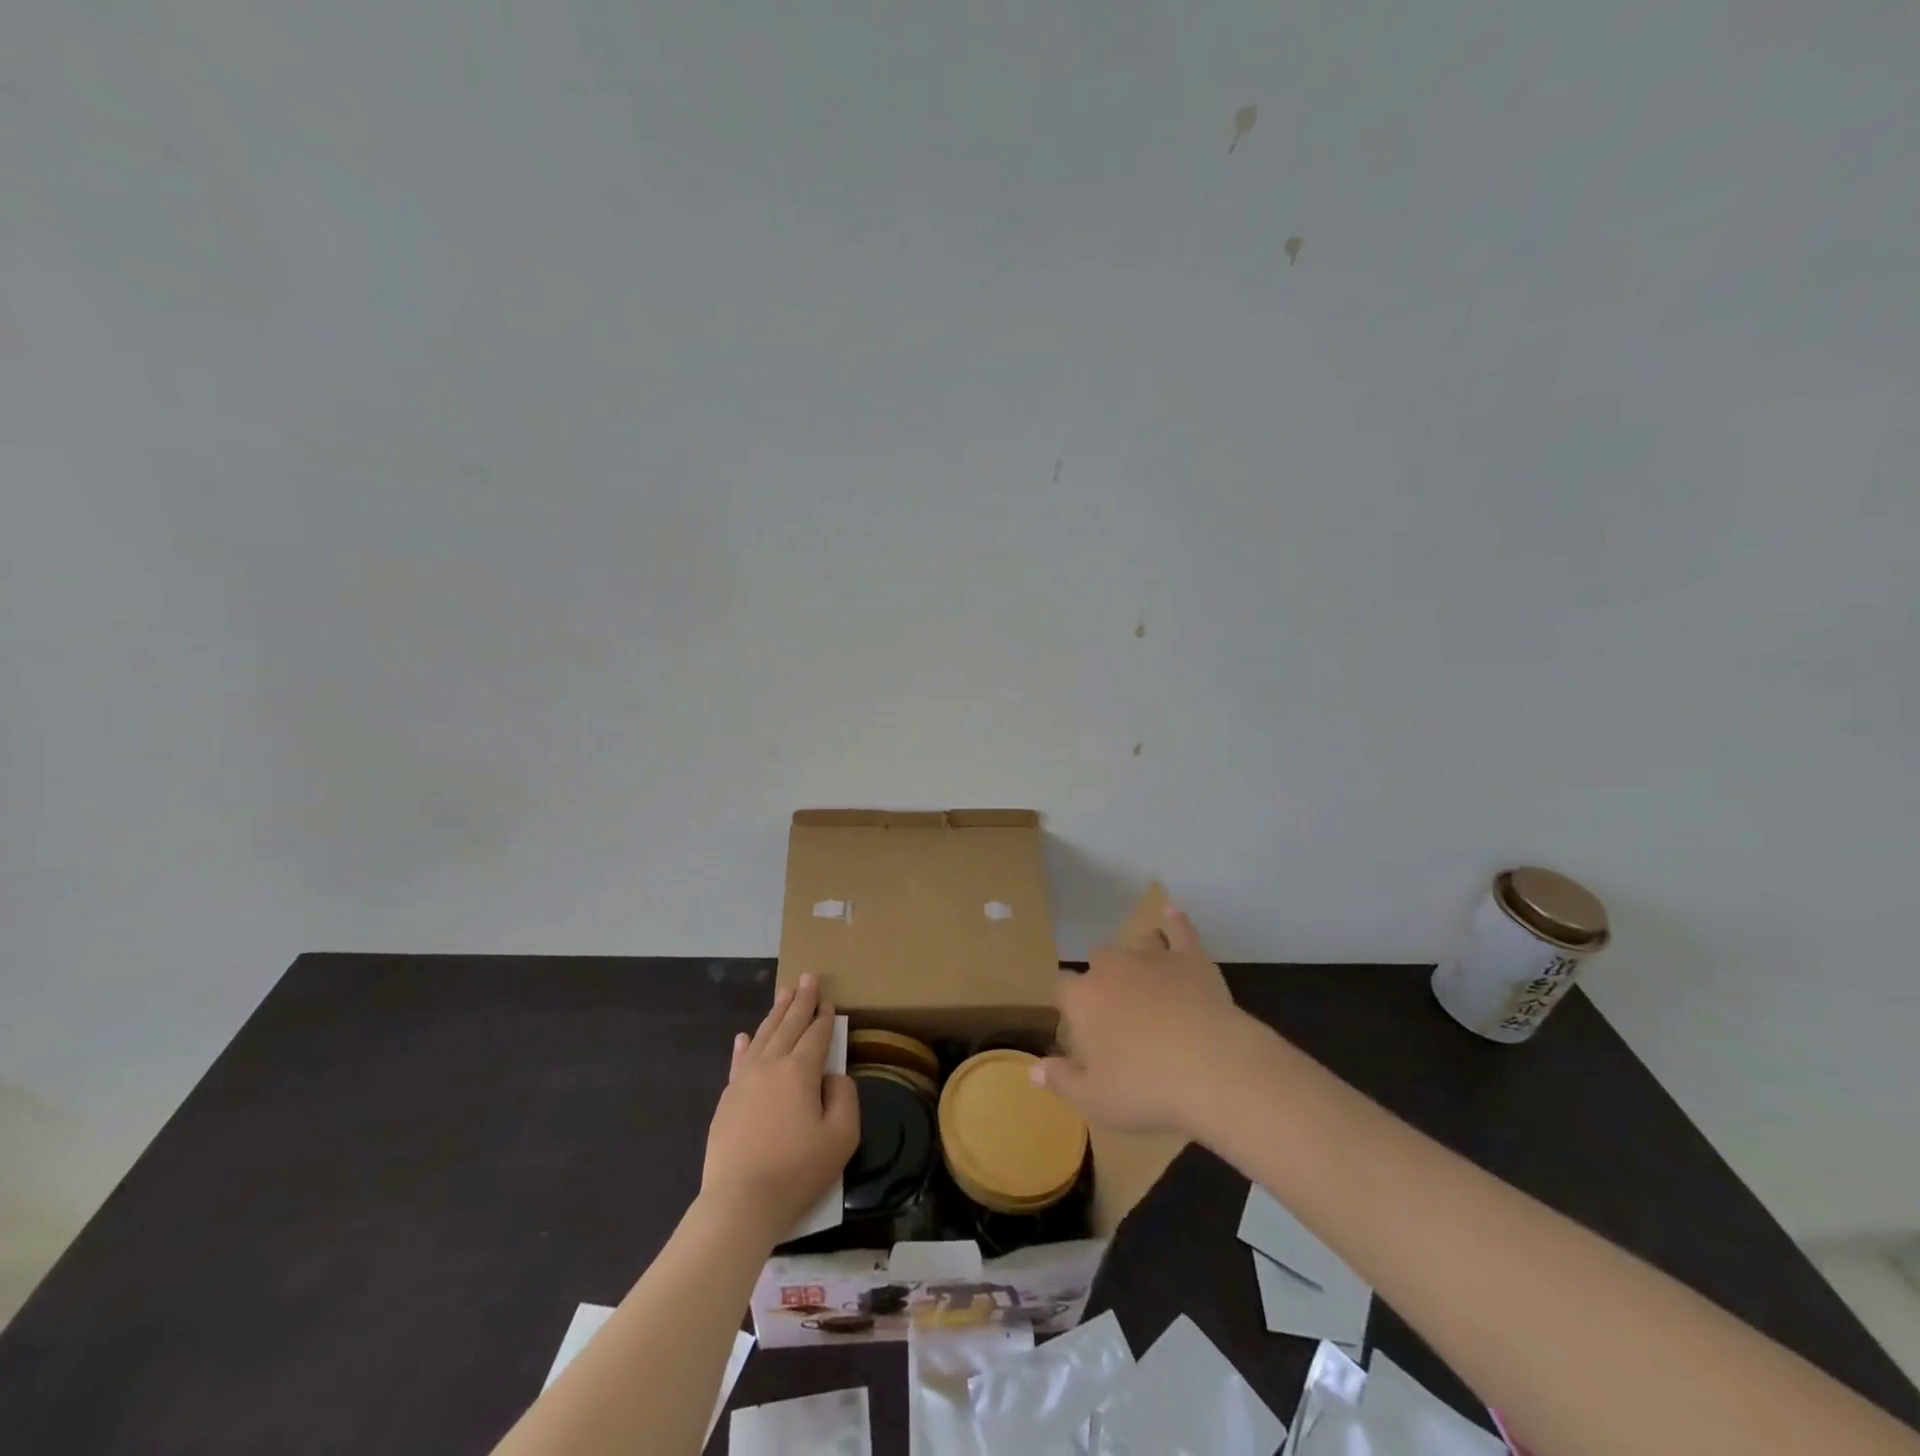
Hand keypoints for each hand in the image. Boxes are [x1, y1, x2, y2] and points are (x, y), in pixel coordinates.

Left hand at [701, 975, 858, 1240]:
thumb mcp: (841, 1137)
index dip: (825, 1017)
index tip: (829, 1001)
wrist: (740, 1203)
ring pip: (763, 1035)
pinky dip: (744, 1045)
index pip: (816, 1035)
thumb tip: (833, 1076)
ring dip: (775, 1013)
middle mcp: (771, 1064)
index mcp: (800, 1071)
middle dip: (800, 1001)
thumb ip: (845, 1097)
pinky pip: (738, 1060)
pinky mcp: (726, 1099)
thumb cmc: (797, 1171)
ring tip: (783, 994)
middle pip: (788, 1025)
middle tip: (807, 978)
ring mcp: (744, 1080)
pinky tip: (745, 1036)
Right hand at [1033, 903, 1260, 1136]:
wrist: (1213, 1070)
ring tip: (1146, 976)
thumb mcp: (1095, 1100)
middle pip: (1098, 960)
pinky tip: (1172, 912)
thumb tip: (1032, 1070)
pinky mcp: (1192, 958)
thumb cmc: (1147, 1089)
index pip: (1063, 987)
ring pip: (1136, 942)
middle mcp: (1112, 968)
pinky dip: (1175, 921)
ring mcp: (1153, 958)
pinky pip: (1180, 930)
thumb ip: (1061, 1081)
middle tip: (1118, 1011)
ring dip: (1137, 954)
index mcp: (1084, 998)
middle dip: (1103, 978)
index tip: (1079, 1024)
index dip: (1069, 1003)